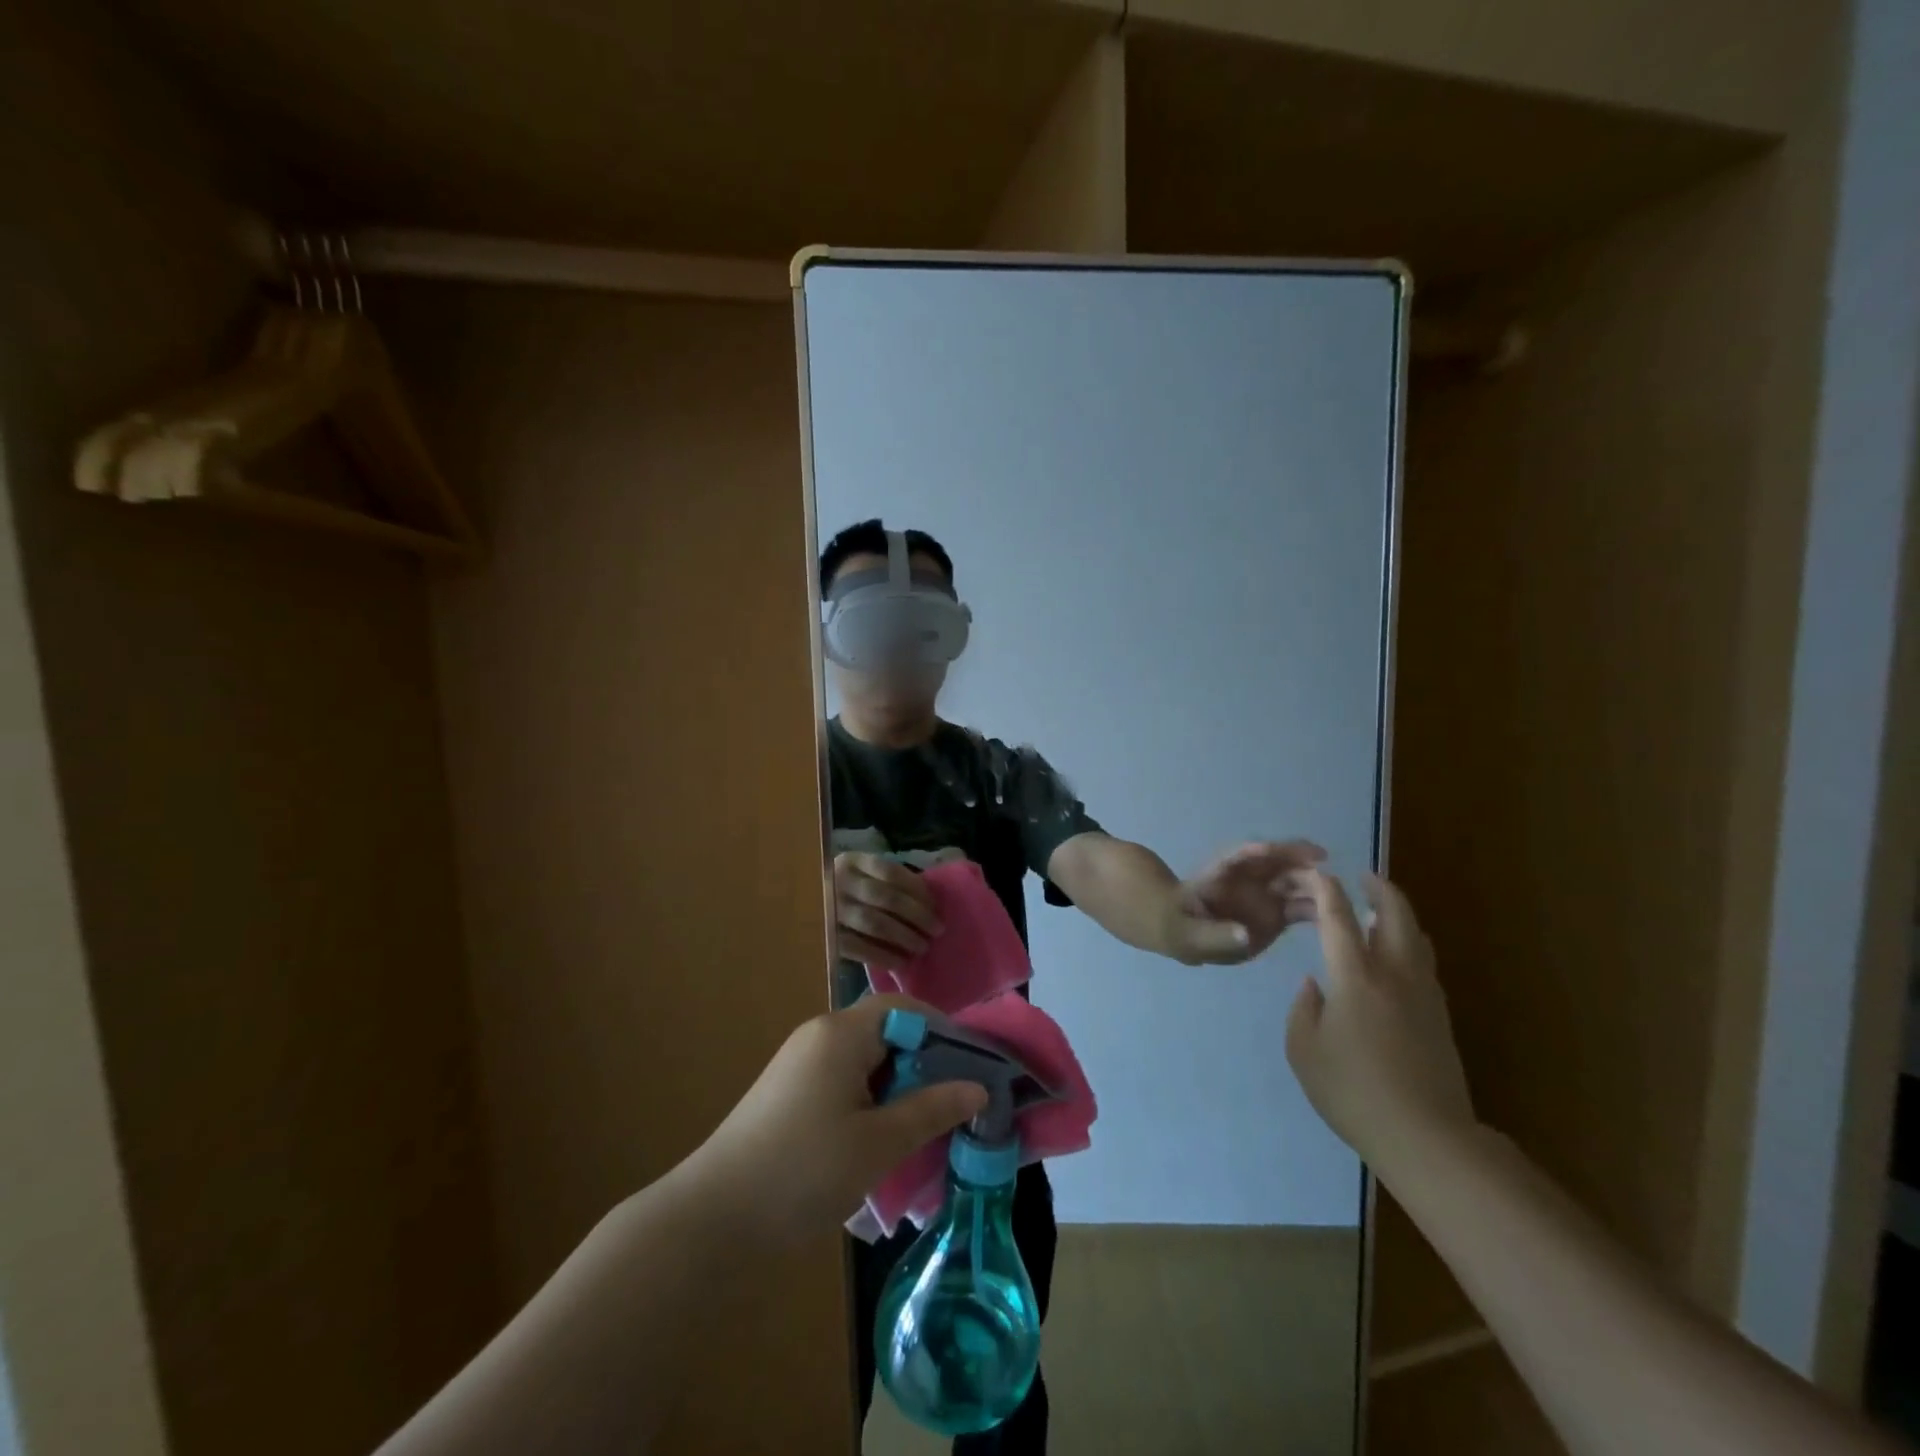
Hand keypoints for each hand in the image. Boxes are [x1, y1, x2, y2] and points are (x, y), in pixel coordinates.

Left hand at [680, 996, 986, 1245]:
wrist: (712, 1219)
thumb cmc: (803, 1170)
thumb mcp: (878, 1143)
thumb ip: (931, 1109)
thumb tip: (978, 1087)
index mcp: (841, 1033)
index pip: (903, 1008)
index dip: (942, 1030)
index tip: (973, 1066)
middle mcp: (820, 1036)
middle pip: (886, 1033)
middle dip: (924, 1064)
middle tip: (956, 1105)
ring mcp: (801, 1065)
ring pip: (867, 1062)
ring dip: (899, 1089)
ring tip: (927, 1129)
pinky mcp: (790, 1094)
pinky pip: (845, 1082)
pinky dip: (872, 1102)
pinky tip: (883, 1142)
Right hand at [833, 852, 941, 967]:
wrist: (800, 911)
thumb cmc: (844, 893)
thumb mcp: (861, 876)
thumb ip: (887, 882)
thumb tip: (928, 899)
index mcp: (851, 862)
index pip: (891, 872)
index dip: (917, 889)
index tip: (935, 905)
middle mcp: (839, 882)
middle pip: (887, 898)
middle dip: (917, 915)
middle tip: (937, 930)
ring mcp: (830, 910)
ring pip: (875, 923)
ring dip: (904, 937)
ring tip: (922, 947)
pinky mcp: (826, 937)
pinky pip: (860, 948)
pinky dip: (884, 956)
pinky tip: (901, 962)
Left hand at [1165, 839, 1326, 963]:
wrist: (1186, 937)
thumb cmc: (1179, 927)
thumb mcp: (1188, 933)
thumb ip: (1215, 934)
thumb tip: (1244, 935)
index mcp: (1221, 873)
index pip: (1242, 855)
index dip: (1261, 850)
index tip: (1279, 850)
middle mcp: (1249, 878)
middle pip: (1278, 862)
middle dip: (1299, 862)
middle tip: (1323, 872)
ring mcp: (1267, 894)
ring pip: (1297, 881)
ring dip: (1316, 884)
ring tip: (1338, 896)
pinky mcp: (1279, 913)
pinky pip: (1304, 906)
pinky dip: (1322, 908)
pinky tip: (1341, 917)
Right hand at [1284, 871, 1476, 1173]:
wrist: (1426, 1138)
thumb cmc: (1353, 1091)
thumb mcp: (1304, 1050)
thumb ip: (1304, 1009)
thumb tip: (1315, 986)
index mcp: (1355, 978)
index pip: (1339, 920)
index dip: (1328, 891)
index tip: (1320, 873)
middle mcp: (1394, 975)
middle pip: (1395, 916)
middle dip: (1381, 890)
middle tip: (1364, 878)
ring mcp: (1424, 995)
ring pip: (1417, 938)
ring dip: (1398, 916)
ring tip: (1380, 912)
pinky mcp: (1440, 1017)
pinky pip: (1424, 964)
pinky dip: (1408, 945)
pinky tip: (1395, 958)